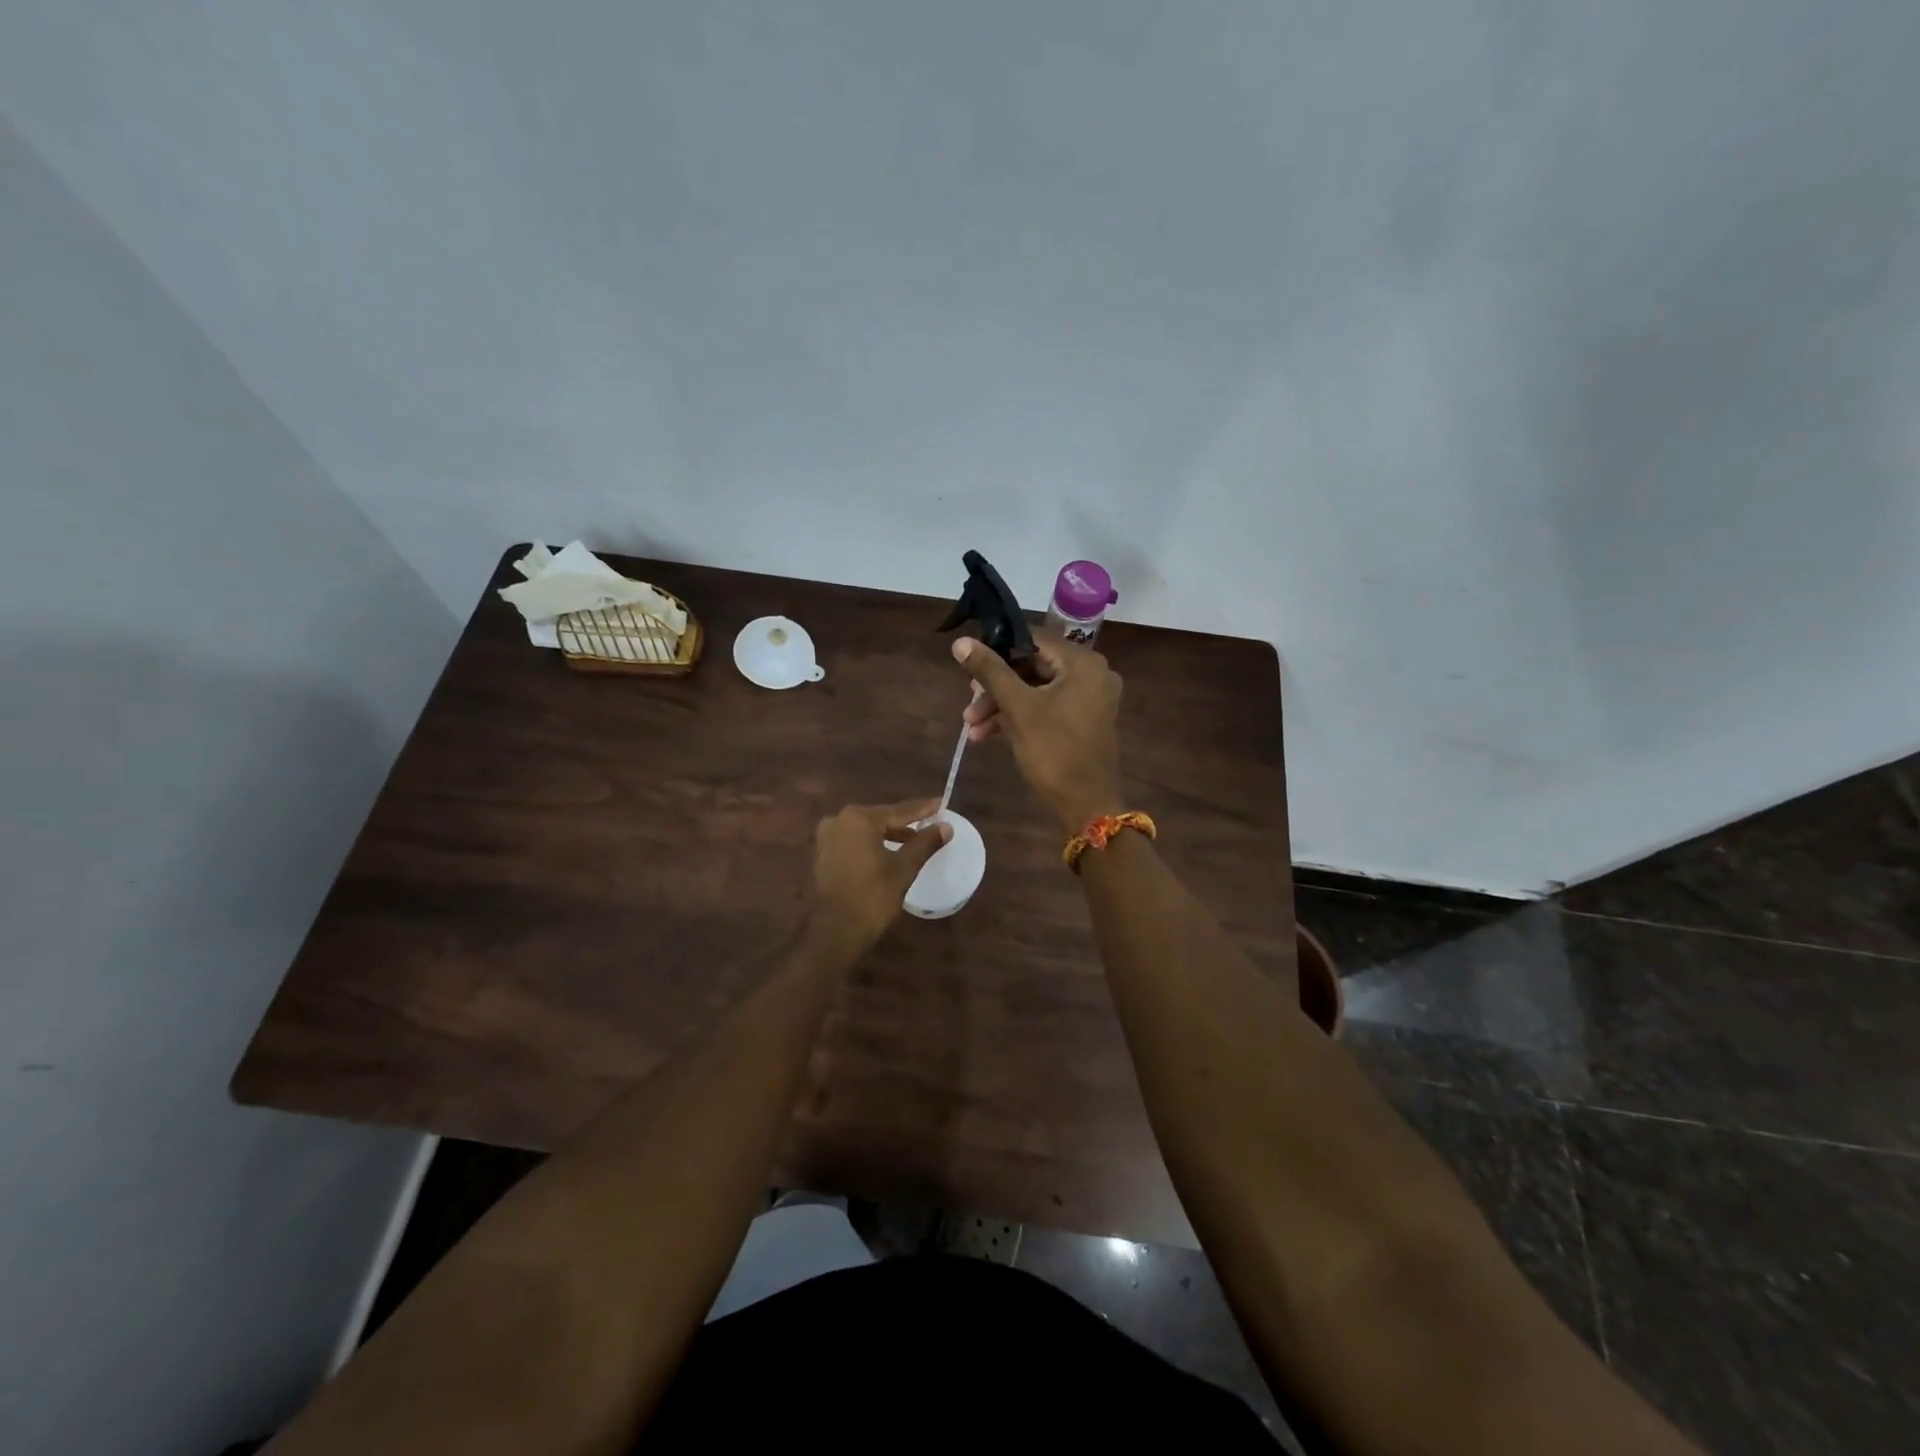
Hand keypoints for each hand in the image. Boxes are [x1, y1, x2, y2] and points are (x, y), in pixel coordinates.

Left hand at [806, 799, 951, 958]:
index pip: (898, 811)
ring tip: (912, 839)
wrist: (837, 930)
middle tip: (928, 821)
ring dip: (888, 833)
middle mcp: (839, 820)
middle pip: (880, 818)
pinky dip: (871, 843)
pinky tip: (887, 851)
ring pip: (866, 829)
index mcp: (859, 819)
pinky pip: (854, 840)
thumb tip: (946, 826)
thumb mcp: (904, 868)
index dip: (922, 809)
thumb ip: (925, 843)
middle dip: (904, 822)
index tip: (940, 803)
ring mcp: (827, 837)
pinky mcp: (823, 853)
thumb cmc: (873, 896)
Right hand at [952, 631, 1123, 831]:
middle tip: (968, 703)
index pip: (1033, 639)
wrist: (1087, 804)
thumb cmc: (1054, 750)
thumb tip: (961, 642)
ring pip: (1036, 690)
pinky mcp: (1083, 720)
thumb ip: (990, 671)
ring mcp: (1089, 699)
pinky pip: (1046, 707)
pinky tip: (986, 735)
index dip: (998, 648)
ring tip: (971, 726)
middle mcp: (1091, 674)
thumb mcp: (1018, 708)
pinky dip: (1019, 717)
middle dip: (996, 687)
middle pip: (1032, 667)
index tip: (969, 663)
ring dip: (1002, 706)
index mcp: (1083, 663)